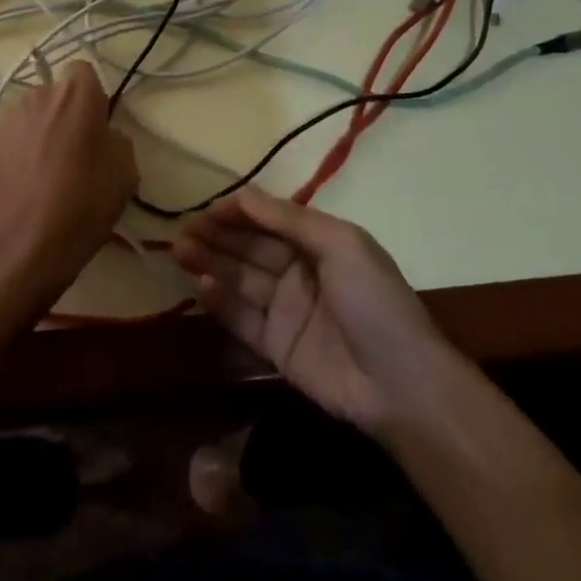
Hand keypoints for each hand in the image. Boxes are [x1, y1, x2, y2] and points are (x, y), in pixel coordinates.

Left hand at [0, 62, 139, 318]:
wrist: (26, 245)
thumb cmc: (85, 203)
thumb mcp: (126, 171)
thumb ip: (115, 139)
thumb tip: (101, 136)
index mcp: (75, 94)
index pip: (83, 71)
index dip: (91, 95)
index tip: (96, 124)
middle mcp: (36, 95)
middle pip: (54, 94)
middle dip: (63, 114)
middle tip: (73, 153)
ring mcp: (4, 120)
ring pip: (29, 116)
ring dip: (38, 133)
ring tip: (44, 174)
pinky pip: (8, 140)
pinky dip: (16, 154)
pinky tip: (23, 187)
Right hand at [174, 188, 461, 439]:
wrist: (400, 385)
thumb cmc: (374, 301)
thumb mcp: (341, 245)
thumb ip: (289, 220)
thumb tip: (244, 195)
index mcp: (318, 243)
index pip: (269, 219)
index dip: (238, 212)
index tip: (206, 209)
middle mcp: (299, 272)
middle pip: (250, 248)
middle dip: (217, 236)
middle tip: (181, 231)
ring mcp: (286, 310)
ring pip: (240, 279)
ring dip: (211, 264)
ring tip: (179, 252)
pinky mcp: (276, 347)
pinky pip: (242, 318)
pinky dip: (221, 302)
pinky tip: (201, 287)